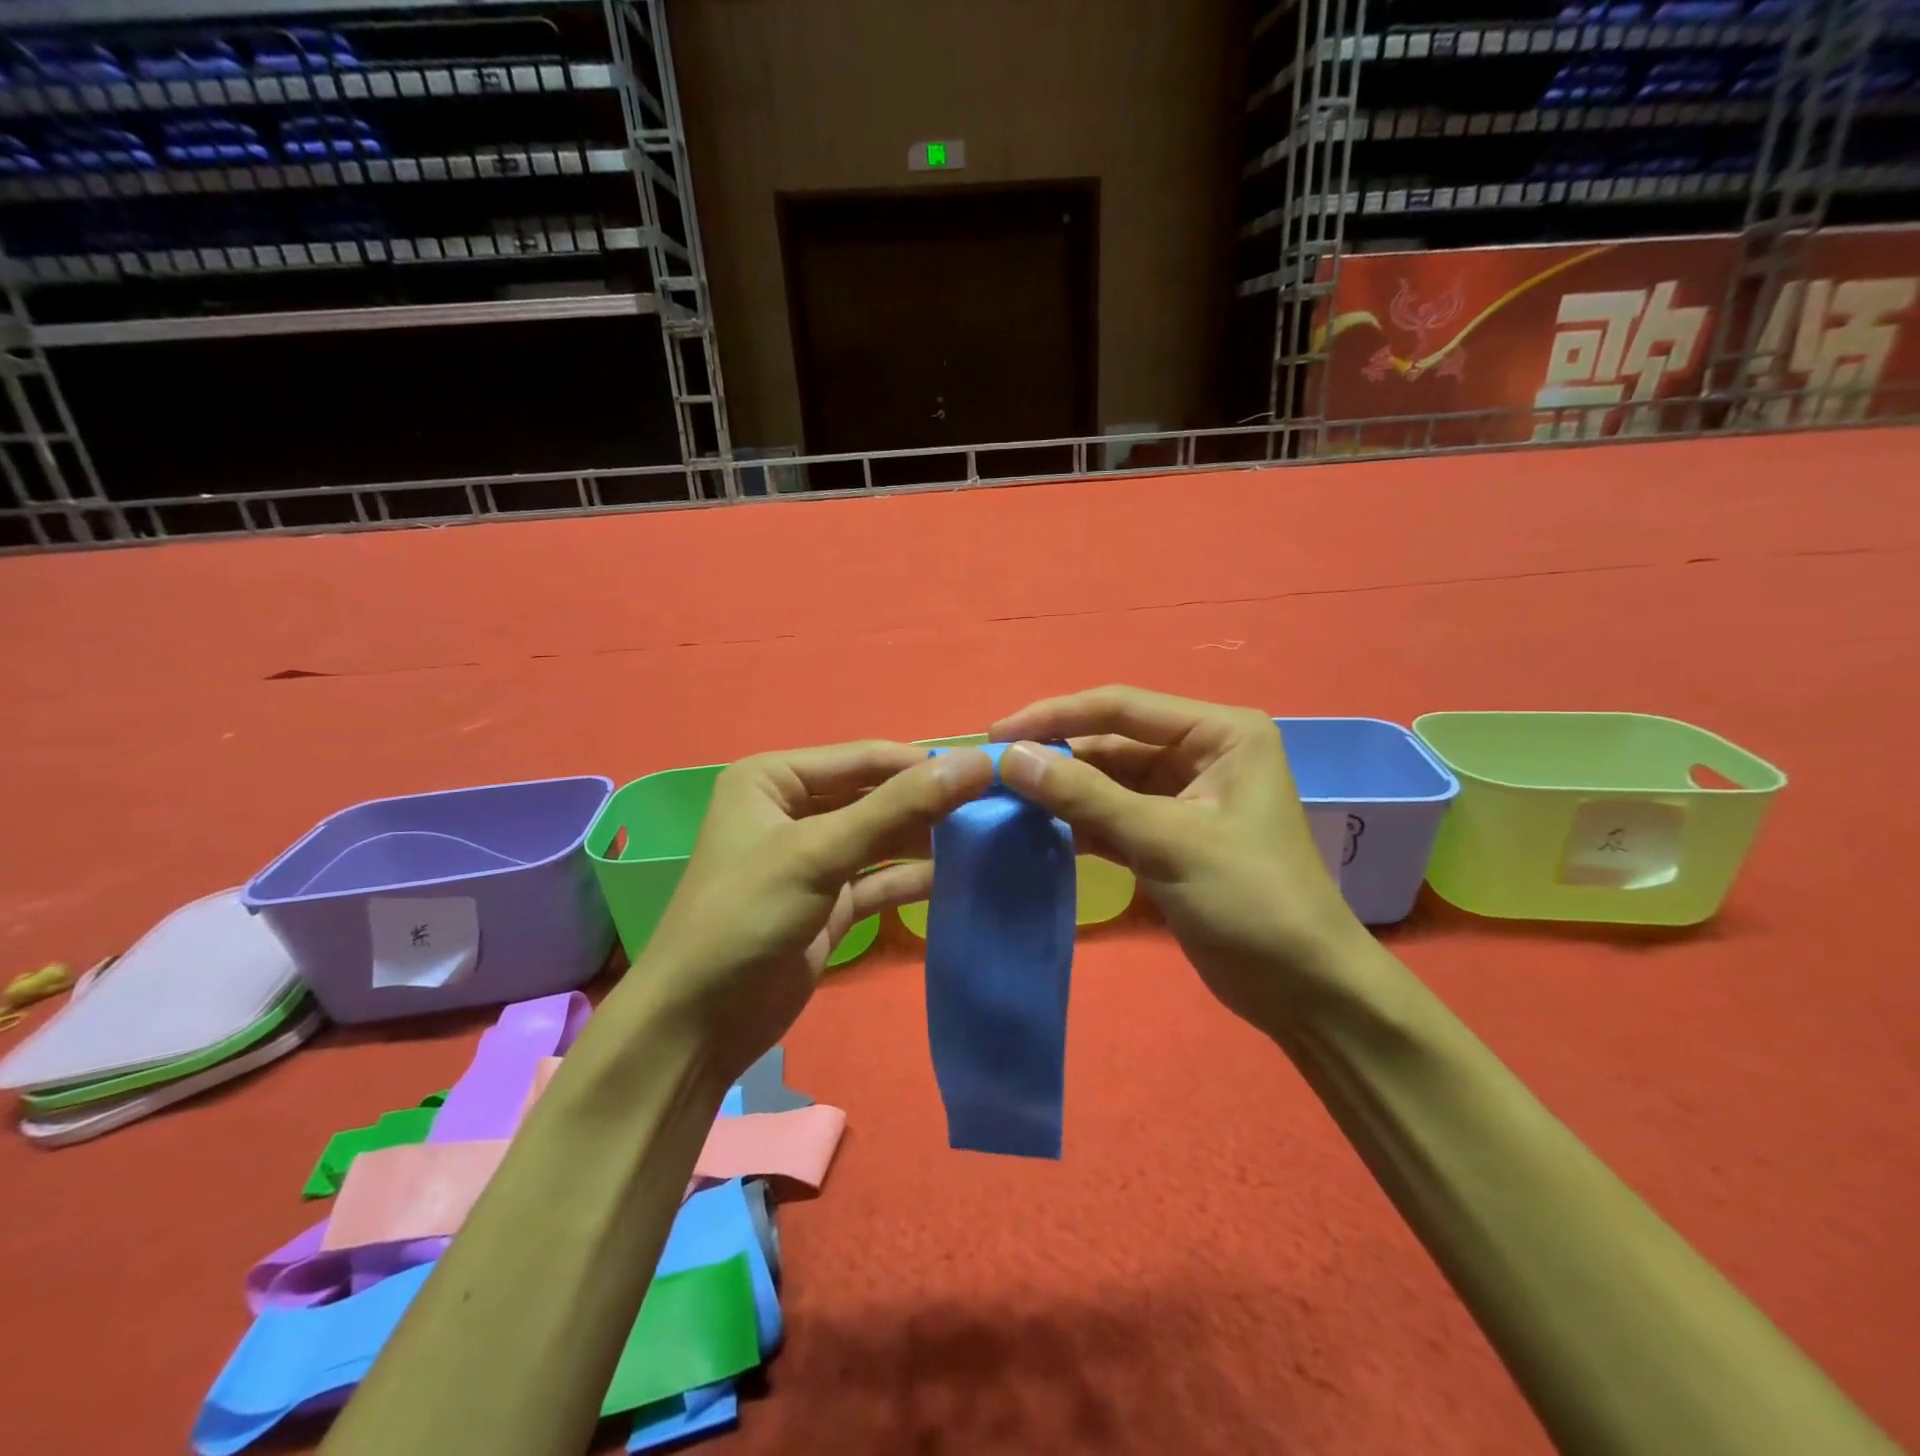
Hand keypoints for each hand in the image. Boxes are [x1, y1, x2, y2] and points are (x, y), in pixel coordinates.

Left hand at [635, 742, 995, 1086]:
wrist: (697, 1025)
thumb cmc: (745, 916)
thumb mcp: (819, 853)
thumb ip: (898, 808)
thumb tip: (974, 765)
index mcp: (775, 778)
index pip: (865, 757)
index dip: (925, 764)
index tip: (989, 772)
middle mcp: (794, 810)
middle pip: (876, 796)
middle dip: (930, 803)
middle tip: (996, 809)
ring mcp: (813, 860)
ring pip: (882, 839)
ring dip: (927, 841)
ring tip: (988, 840)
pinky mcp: (828, 903)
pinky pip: (880, 880)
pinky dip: (913, 880)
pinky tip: (959, 878)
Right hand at [992, 686, 1372, 1028]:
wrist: (1303, 989)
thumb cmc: (1250, 900)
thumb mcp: (1166, 840)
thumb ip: (1086, 796)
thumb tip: (1013, 758)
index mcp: (1218, 732)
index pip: (1121, 707)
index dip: (1055, 716)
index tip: (997, 735)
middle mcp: (1201, 753)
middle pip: (1111, 742)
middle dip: (1055, 757)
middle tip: (991, 774)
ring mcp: (1184, 796)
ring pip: (1107, 782)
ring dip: (1061, 792)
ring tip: (1002, 801)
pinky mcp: (1169, 836)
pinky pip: (1113, 816)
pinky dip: (1077, 823)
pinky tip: (1034, 830)